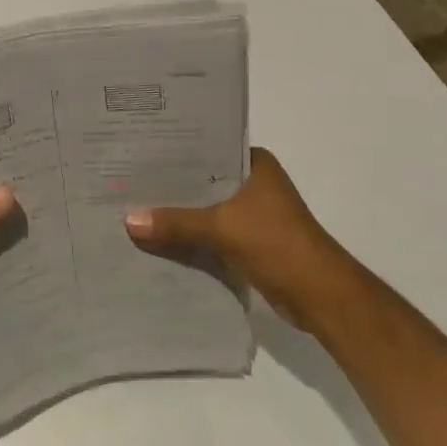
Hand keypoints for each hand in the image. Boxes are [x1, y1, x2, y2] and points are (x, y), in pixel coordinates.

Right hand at [125, 147, 352, 331]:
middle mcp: (252, 182)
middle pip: (201, 179)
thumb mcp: (222, 228)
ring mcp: (252, 213)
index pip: (205, 147)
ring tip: (133, 206)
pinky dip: (188, 236)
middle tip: (124, 179)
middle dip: (168, 185)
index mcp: (254, 164)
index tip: (136, 151)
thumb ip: (176, 223)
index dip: (172, 151)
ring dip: (177, 213)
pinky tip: (156, 237)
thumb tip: (128, 220)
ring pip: (204, 207)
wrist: (322, 297)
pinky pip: (208, 232)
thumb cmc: (278, 245)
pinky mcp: (248, 241)